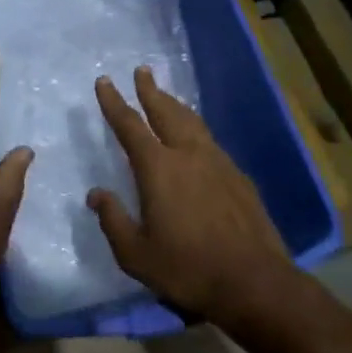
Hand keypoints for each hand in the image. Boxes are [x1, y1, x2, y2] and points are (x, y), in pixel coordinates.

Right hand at [88, 66, 295, 327]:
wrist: (255, 281)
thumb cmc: (188, 268)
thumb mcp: (136, 255)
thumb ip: (113, 220)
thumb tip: (96, 194)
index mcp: (158, 168)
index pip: (130, 125)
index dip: (114, 102)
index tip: (105, 81)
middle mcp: (188, 154)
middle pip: (165, 112)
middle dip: (150, 91)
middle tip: (142, 71)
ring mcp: (218, 162)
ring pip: (192, 122)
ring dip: (175, 106)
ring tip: (166, 96)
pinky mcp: (238, 177)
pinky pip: (210, 141)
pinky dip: (196, 129)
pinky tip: (197, 139)